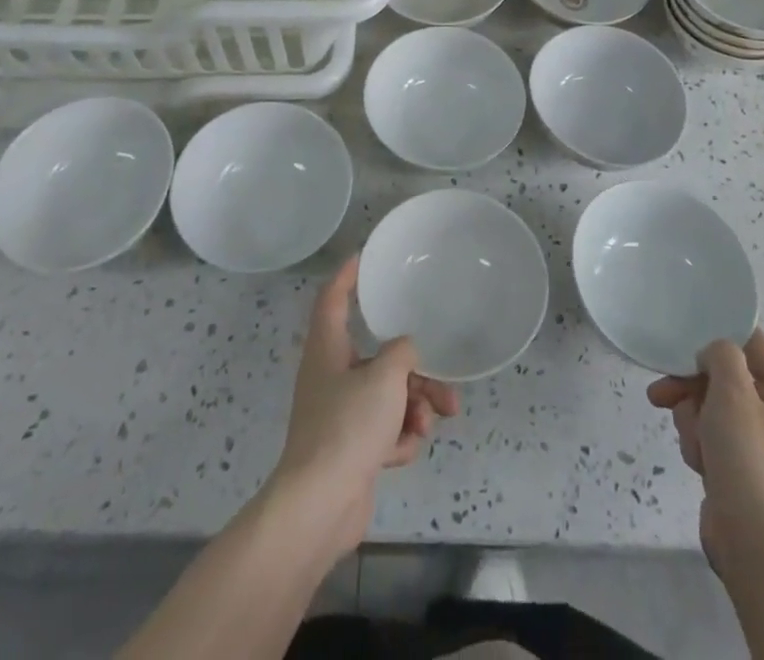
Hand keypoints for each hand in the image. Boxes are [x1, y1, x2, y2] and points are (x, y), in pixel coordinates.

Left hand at [269, 257, 459, 557]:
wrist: (320, 507)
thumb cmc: (347, 426)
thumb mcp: (384, 377)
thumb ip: (402, 353)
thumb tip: (406, 351)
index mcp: (328, 348)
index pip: (333, 297)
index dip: (348, 275)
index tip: (364, 256)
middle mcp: (332, 375)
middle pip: (379, 357)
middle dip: (415, 372)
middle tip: (443, 384)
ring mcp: (341, 414)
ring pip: (389, 395)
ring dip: (415, 407)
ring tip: (432, 422)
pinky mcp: (352, 448)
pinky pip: (385, 429)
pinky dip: (400, 437)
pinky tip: (403, 452)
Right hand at [647, 331, 763, 581]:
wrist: (759, 551)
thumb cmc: (750, 462)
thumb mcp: (734, 393)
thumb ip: (721, 355)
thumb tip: (712, 356)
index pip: (750, 342)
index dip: (716, 336)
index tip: (682, 341)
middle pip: (724, 377)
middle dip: (692, 388)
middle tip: (664, 395)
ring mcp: (762, 447)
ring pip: (711, 408)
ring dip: (693, 421)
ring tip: (696, 446)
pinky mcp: (742, 472)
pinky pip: (712, 439)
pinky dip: (700, 446)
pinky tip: (699, 465)